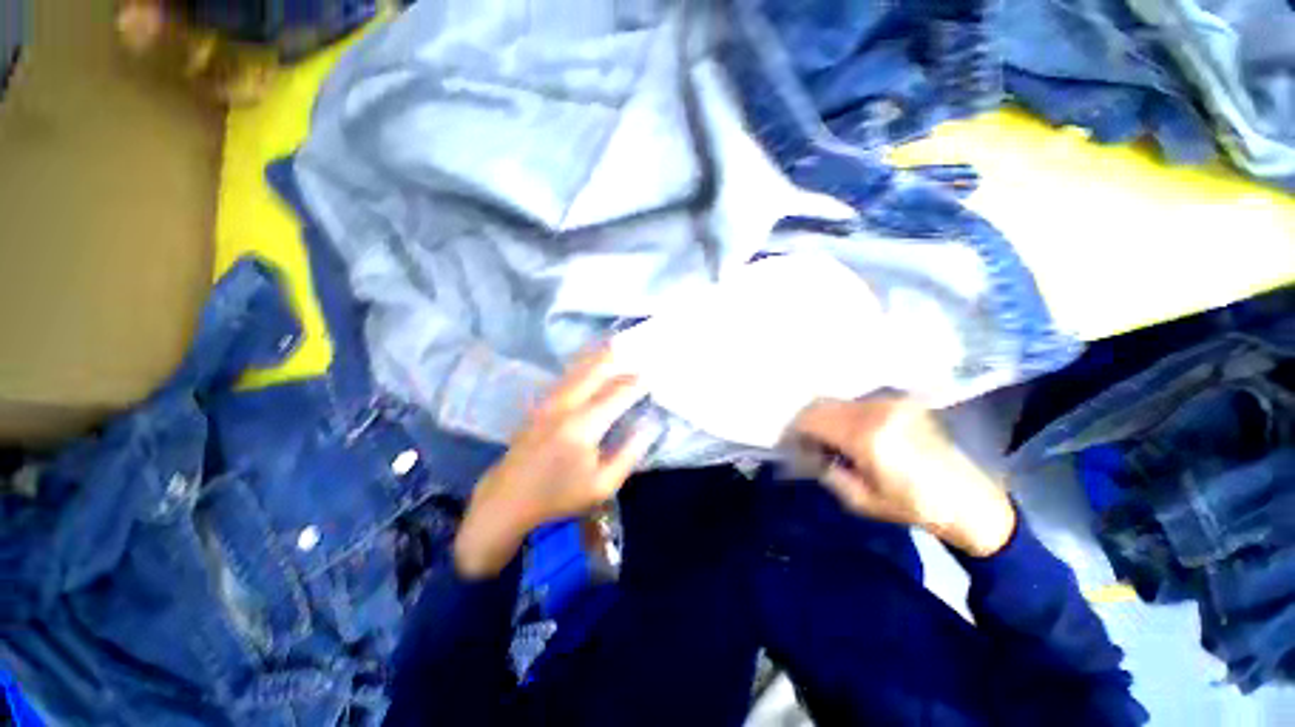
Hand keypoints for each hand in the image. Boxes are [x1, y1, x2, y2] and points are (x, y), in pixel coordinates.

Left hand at [454, 346, 656, 577]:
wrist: (507, 499)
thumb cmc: (558, 496)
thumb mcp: (602, 486)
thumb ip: (629, 454)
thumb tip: (648, 427)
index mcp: (583, 426)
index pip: (618, 394)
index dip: (638, 382)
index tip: (654, 374)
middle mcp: (566, 405)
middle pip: (596, 370)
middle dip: (619, 360)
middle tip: (638, 352)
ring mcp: (549, 401)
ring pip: (578, 369)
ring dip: (599, 357)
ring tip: (617, 346)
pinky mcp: (540, 404)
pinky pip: (567, 376)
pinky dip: (582, 364)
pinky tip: (590, 361)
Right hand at [789, 396, 1015, 556]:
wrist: (969, 500)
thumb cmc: (914, 506)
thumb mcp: (860, 500)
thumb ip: (826, 471)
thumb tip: (805, 453)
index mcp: (866, 435)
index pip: (812, 419)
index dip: (793, 429)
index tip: (786, 443)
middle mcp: (876, 410)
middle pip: (822, 404)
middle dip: (805, 422)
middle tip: (802, 442)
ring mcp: (890, 402)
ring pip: (839, 401)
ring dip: (824, 417)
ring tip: (824, 439)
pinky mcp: (901, 403)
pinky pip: (857, 403)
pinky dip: (843, 415)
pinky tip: (847, 433)